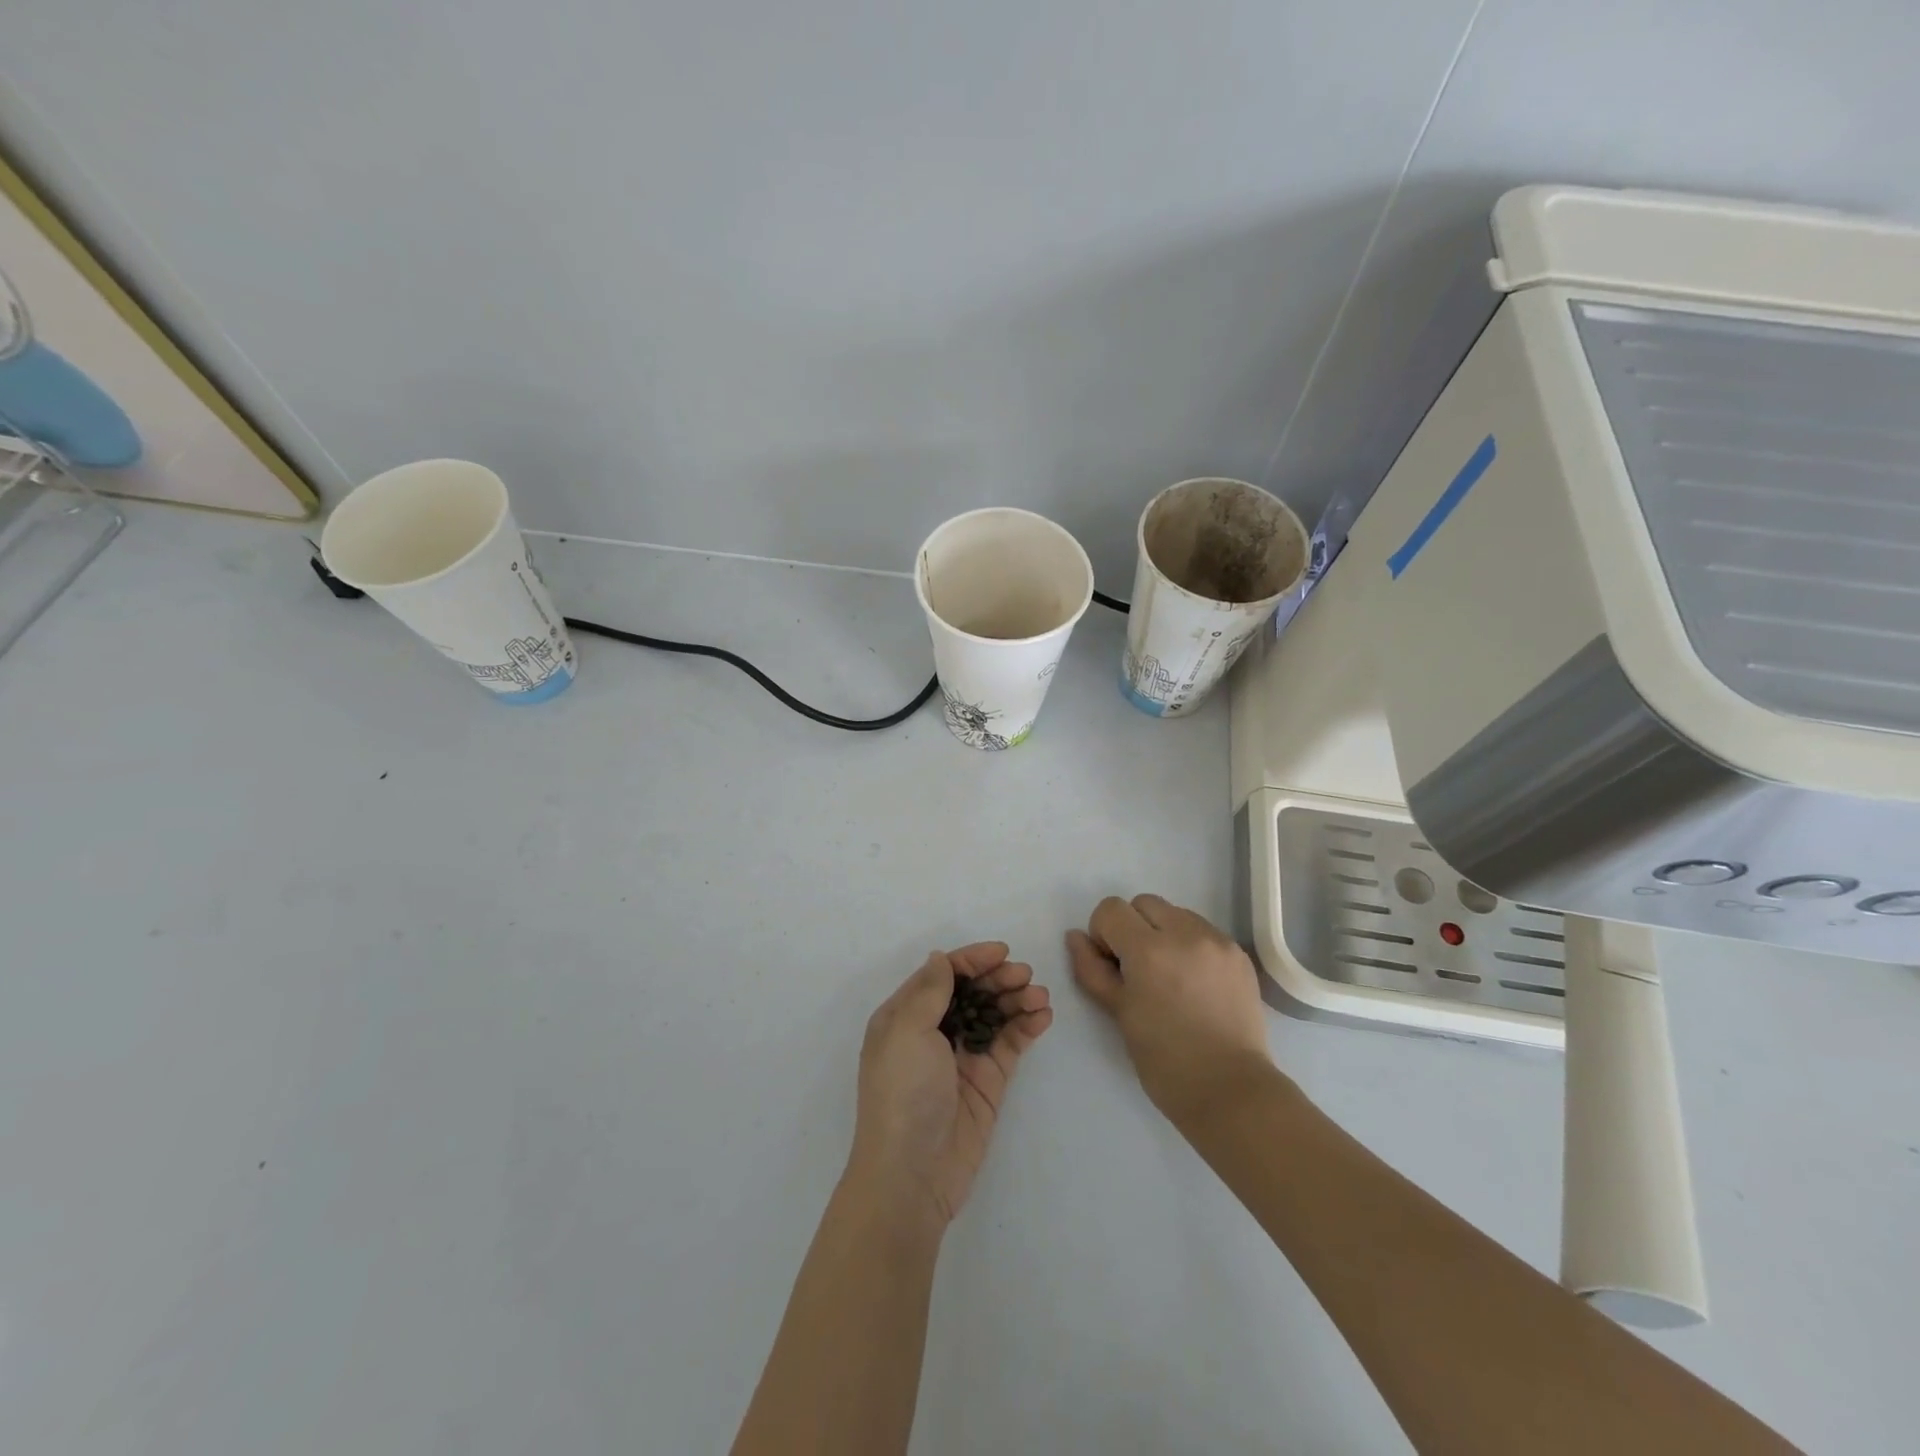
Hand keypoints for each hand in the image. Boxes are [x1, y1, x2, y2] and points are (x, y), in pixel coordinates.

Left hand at [848, 943, 1051, 1228]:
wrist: (912, 1174)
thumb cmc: (903, 1093)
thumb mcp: (906, 1031)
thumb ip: (929, 991)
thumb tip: (940, 959)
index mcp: (904, 1016)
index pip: (942, 975)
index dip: (971, 960)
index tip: (1002, 952)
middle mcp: (932, 1032)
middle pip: (971, 991)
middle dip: (998, 978)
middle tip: (1025, 975)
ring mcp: (961, 1057)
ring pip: (994, 1015)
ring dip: (1017, 999)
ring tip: (1040, 995)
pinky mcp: (986, 1081)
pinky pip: (1009, 1044)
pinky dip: (1026, 1026)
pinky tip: (1042, 1016)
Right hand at [1067, 895, 1274, 1125]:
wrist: (1231, 1090)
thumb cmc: (1164, 1060)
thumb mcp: (1118, 1013)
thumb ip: (1092, 969)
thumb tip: (1076, 937)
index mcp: (1148, 949)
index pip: (1111, 909)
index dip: (1104, 934)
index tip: (1113, 965)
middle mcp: (1185, 933)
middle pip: (1144, 904)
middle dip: (1133, 928)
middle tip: (1139, 970)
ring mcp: (1216, 941)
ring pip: (1176, 914)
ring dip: (1164, 933)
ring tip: (1170, 976)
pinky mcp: (1238, 954)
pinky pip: (1204, 932)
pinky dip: (1191, 946)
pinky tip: (1196, 983)